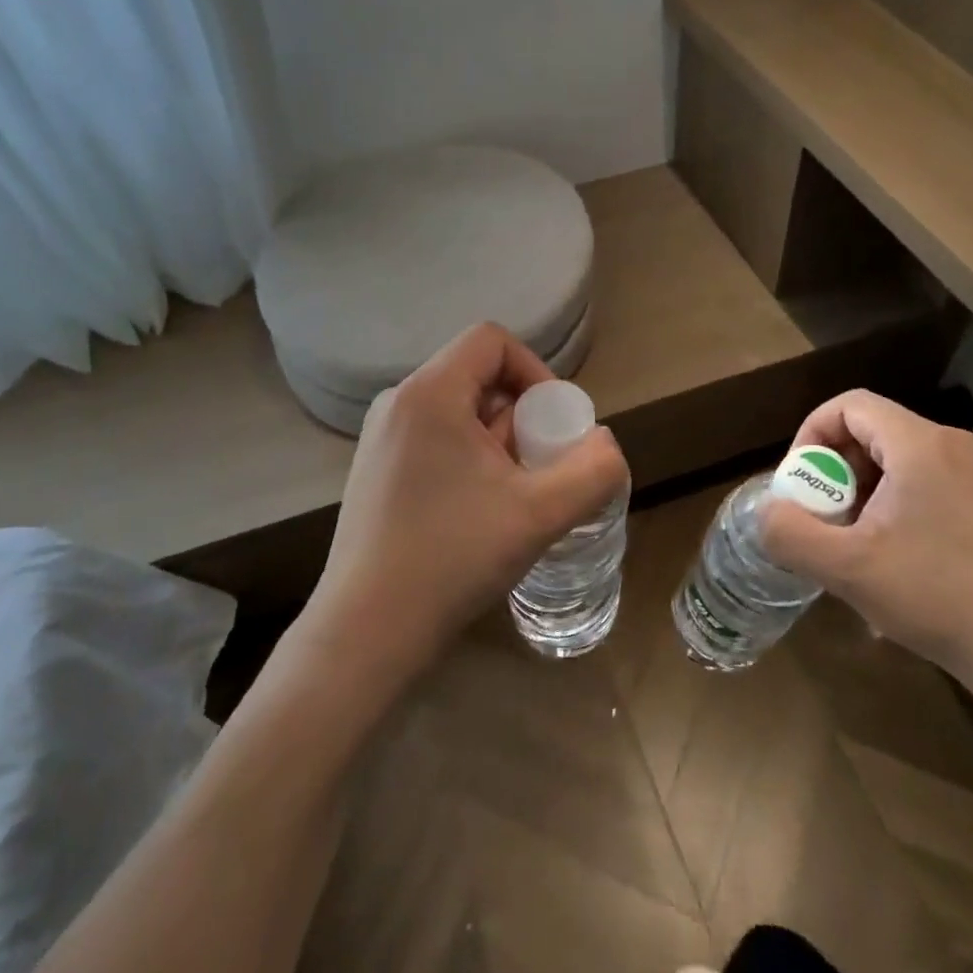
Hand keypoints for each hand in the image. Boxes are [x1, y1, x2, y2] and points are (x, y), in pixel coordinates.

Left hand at [303, 323, 627, 682]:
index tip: (555, 425)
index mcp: (430, 394)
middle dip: (522, 417)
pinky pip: (436, 440)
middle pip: (478, 377)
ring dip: (498, 443)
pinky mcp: (375, 471)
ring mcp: (380, 438)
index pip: (492, 341)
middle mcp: (398, 403)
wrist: (367, 631)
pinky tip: (477, 513)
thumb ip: (592, 471)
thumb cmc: (452, 558)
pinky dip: (469, 460)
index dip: (536, 371)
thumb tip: (605, 443)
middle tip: (539, 470)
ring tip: (511, 498)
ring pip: (459, 413)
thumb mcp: (539, 514)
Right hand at [759, 389, 972, 713]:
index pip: (850, 406)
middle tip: (824, 520)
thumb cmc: (937, 598)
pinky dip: (899, 507)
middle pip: (875, 433)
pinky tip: (900, 562)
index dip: (812, 435)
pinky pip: (931, 486)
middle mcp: (955, 447)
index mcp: (920, 445)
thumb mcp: (847, 569)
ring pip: (902, 462)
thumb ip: (791, 533)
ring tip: (857, 545)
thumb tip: (766, 512)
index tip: (801, 484)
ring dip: (866, 492)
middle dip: (836, 471)